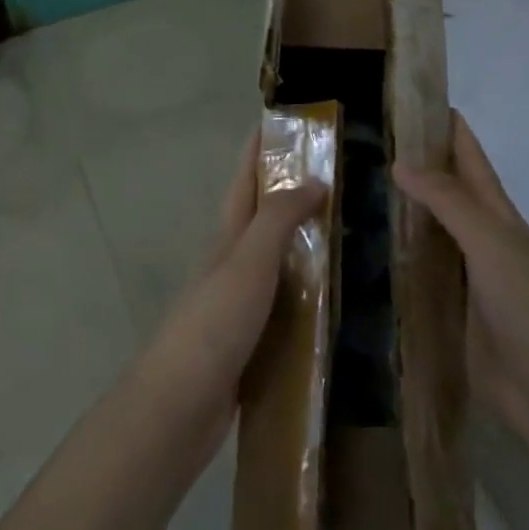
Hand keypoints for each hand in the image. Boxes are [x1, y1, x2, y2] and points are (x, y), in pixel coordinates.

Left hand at [141, 132, 326, 453]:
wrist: (179, 406)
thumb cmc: (213, 323)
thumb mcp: (248, 261)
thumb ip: (279, 219)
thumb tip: (315, 180)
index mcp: (228, 238)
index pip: (245, 180)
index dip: (259, 150)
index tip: (282, 122)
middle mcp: (231, 264)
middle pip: (261, 218)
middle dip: (290, 192)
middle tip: (337, 177)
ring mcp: (239, 304)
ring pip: (277, 262)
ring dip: (305, 244)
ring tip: (349, 234)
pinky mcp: (251, 342)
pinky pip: (286, 306)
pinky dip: (308, 294)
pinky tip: (337, 303)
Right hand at [393, 111, 528, 442]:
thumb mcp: (491, 244)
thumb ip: (448, 202)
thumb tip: (401, 161)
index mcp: (497, 216)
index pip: (469, 159)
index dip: (447, 127)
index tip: (411, 98)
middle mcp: (481, 240)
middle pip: (447, 192)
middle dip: (416, 165)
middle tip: (366, 142)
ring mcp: (467, 279)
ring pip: (430, 233)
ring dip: (402, 211)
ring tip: (356, 189)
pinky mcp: (452, 314)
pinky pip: (421, 275)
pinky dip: (398, 259)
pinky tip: (369, 253)